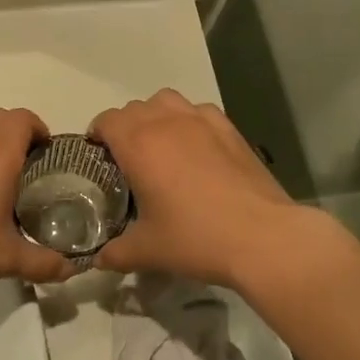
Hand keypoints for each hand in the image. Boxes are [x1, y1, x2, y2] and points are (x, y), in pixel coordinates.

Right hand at [88, 90, 307, 288]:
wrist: (262, 237)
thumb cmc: (196, 238)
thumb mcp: (147, 251)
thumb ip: (115, 253)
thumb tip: (98, 259)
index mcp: (139, 144)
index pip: (107, 120)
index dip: (97, 134)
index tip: (98, 156)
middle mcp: (167, 121)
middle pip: (134, 108)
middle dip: (125, 127)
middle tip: (128, 159)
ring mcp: (201, 120)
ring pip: (167, 101)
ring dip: (156, 116)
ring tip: (161, 146)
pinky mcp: (230, 128)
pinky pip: (199, 111)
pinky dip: (189, 121)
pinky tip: (197, 148)